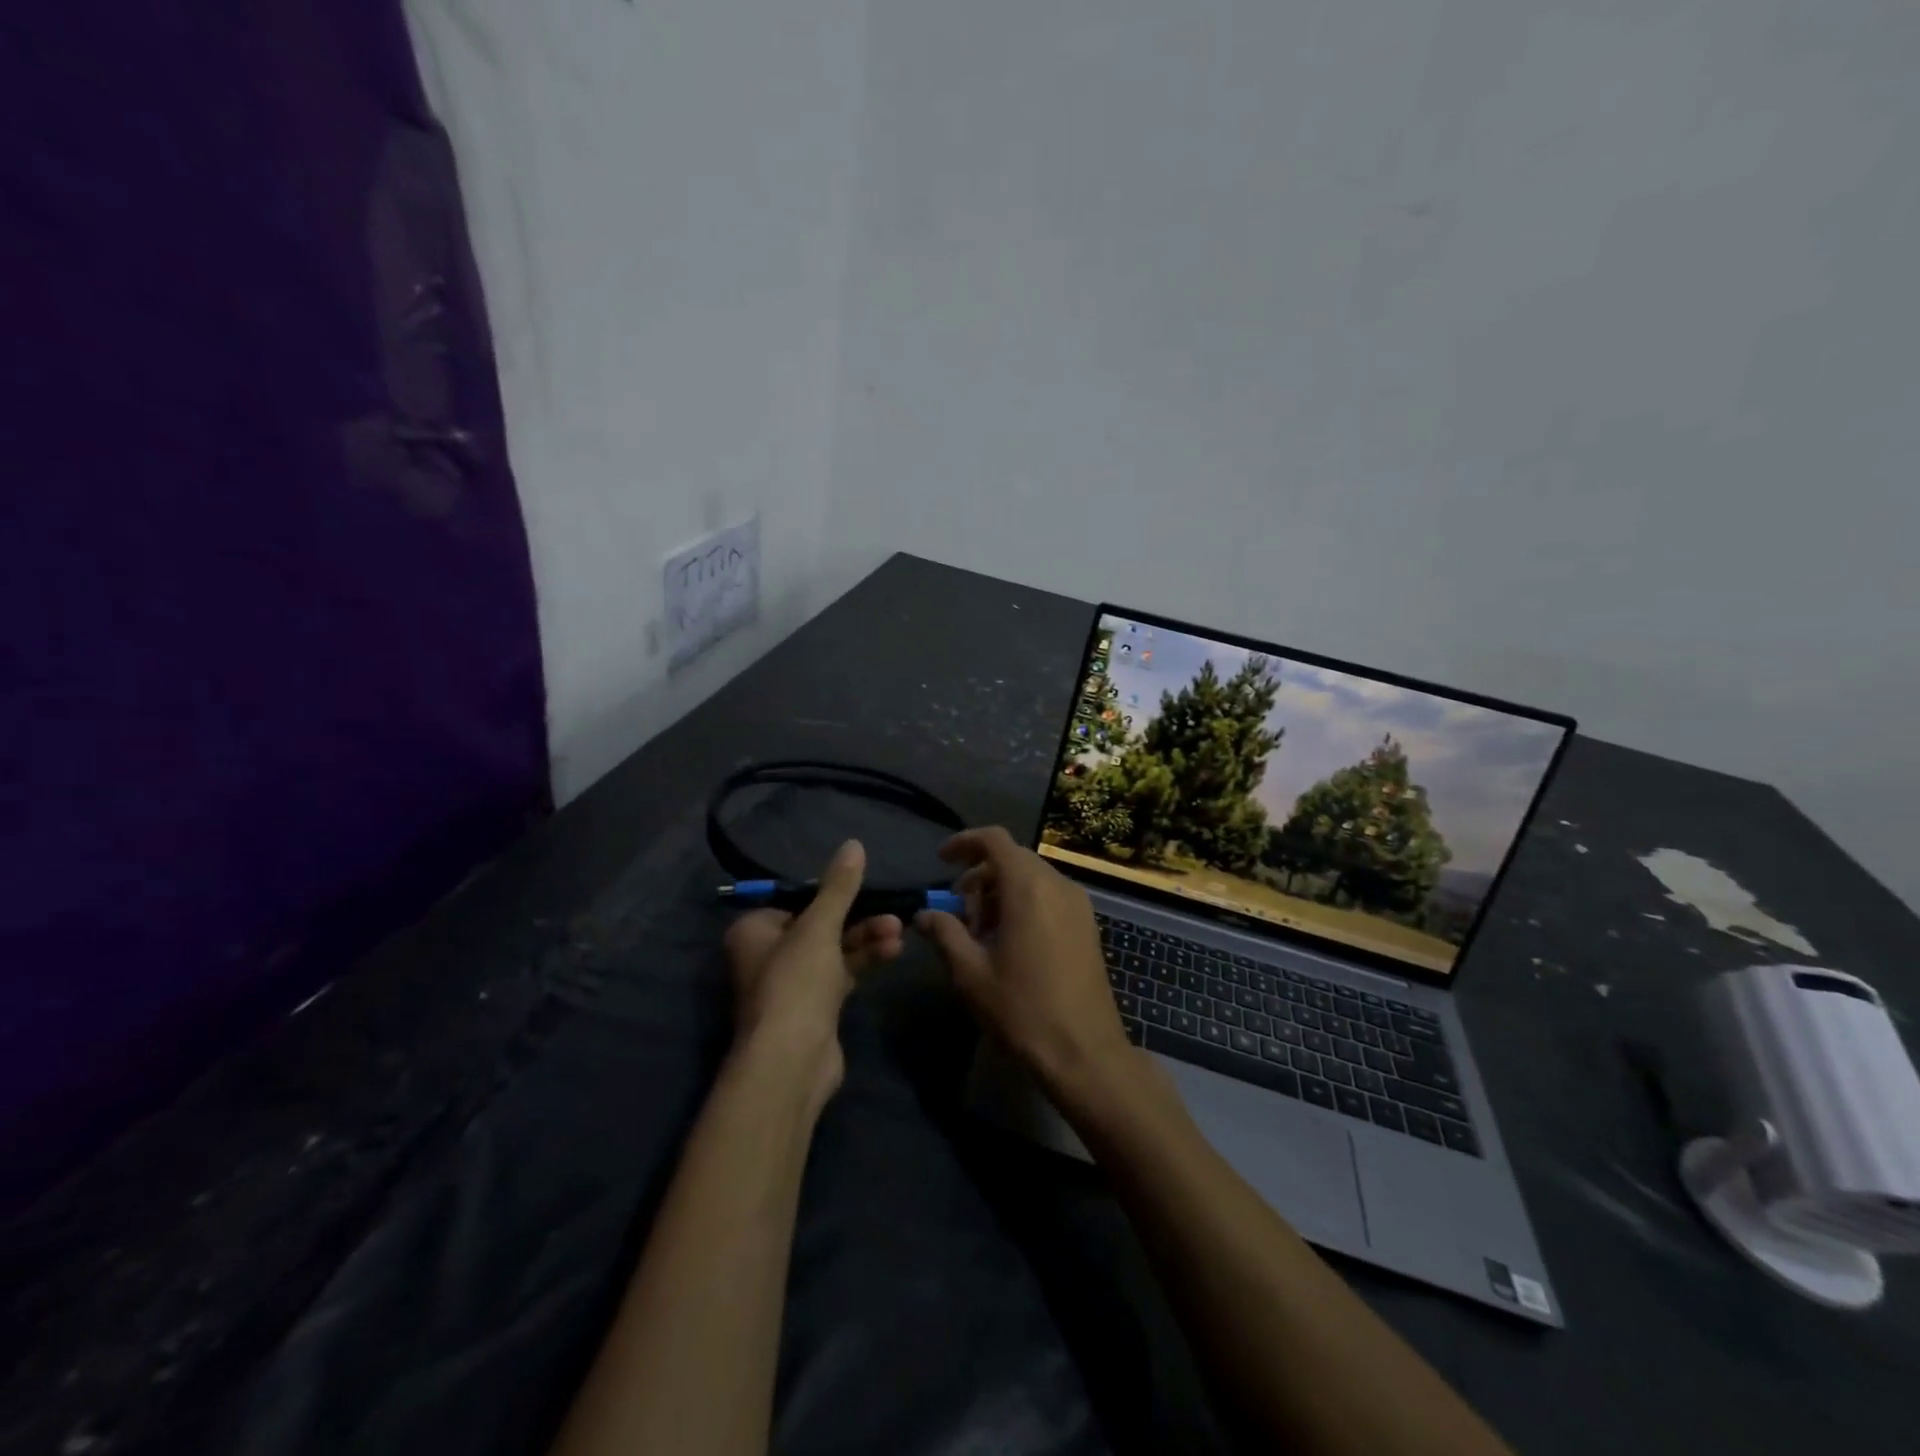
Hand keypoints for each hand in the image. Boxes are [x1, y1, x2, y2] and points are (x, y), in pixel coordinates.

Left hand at [723, 840, 903, 1101]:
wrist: (792, 1061)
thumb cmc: (795, 983)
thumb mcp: (819, 927)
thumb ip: (839, 887)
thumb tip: (853, 843)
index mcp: (754, 930)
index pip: (796, 900)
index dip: (830, 894)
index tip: (863, 888)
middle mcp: (767, 954)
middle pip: (819, 925)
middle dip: (859, 919)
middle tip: (894, 916)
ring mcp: (791, 983)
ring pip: (834, 950)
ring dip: (866, 939)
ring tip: (899, 933)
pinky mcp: (814, 1007)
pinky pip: (842, 973)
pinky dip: (864, 961)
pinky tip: (892, 952)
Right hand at [916, 826, 1134, 1104]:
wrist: (1085, 1053)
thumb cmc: (1023, 1009)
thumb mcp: (971, 973)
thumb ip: (944, 934)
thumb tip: (922, 915)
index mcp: (1028, 887)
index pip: (994, 840)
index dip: (964, 842)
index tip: (941, 861)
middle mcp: (1057, 884)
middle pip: (1012, 858)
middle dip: (980, 876)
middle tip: (958, 911)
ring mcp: (1078, 904)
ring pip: (1032, 878)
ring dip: (1001, 892)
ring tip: (981, 933)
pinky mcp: (1087, 925)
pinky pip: (1049, 896)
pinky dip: (1024, 903)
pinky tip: (1010, 942)